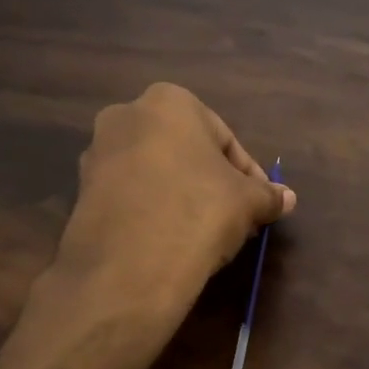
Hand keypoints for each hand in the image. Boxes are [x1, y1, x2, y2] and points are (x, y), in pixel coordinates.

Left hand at [51, 84, 294, 311]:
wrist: (129, 267)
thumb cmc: (198, 212)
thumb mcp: (248, 202)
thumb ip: (268, 195)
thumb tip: (286, 198)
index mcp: (169, 102)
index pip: (224, 138)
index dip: (248, 174)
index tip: (259, 203)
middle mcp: (126, 116)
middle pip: (186, 152)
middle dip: (212, 182)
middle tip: (235, 217)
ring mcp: (97, 154)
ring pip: (156, 172)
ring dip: (182, 196)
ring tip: (204, 233)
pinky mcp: (81, 193)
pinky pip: (131, 195)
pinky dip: (153, 211)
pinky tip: (171, 241)